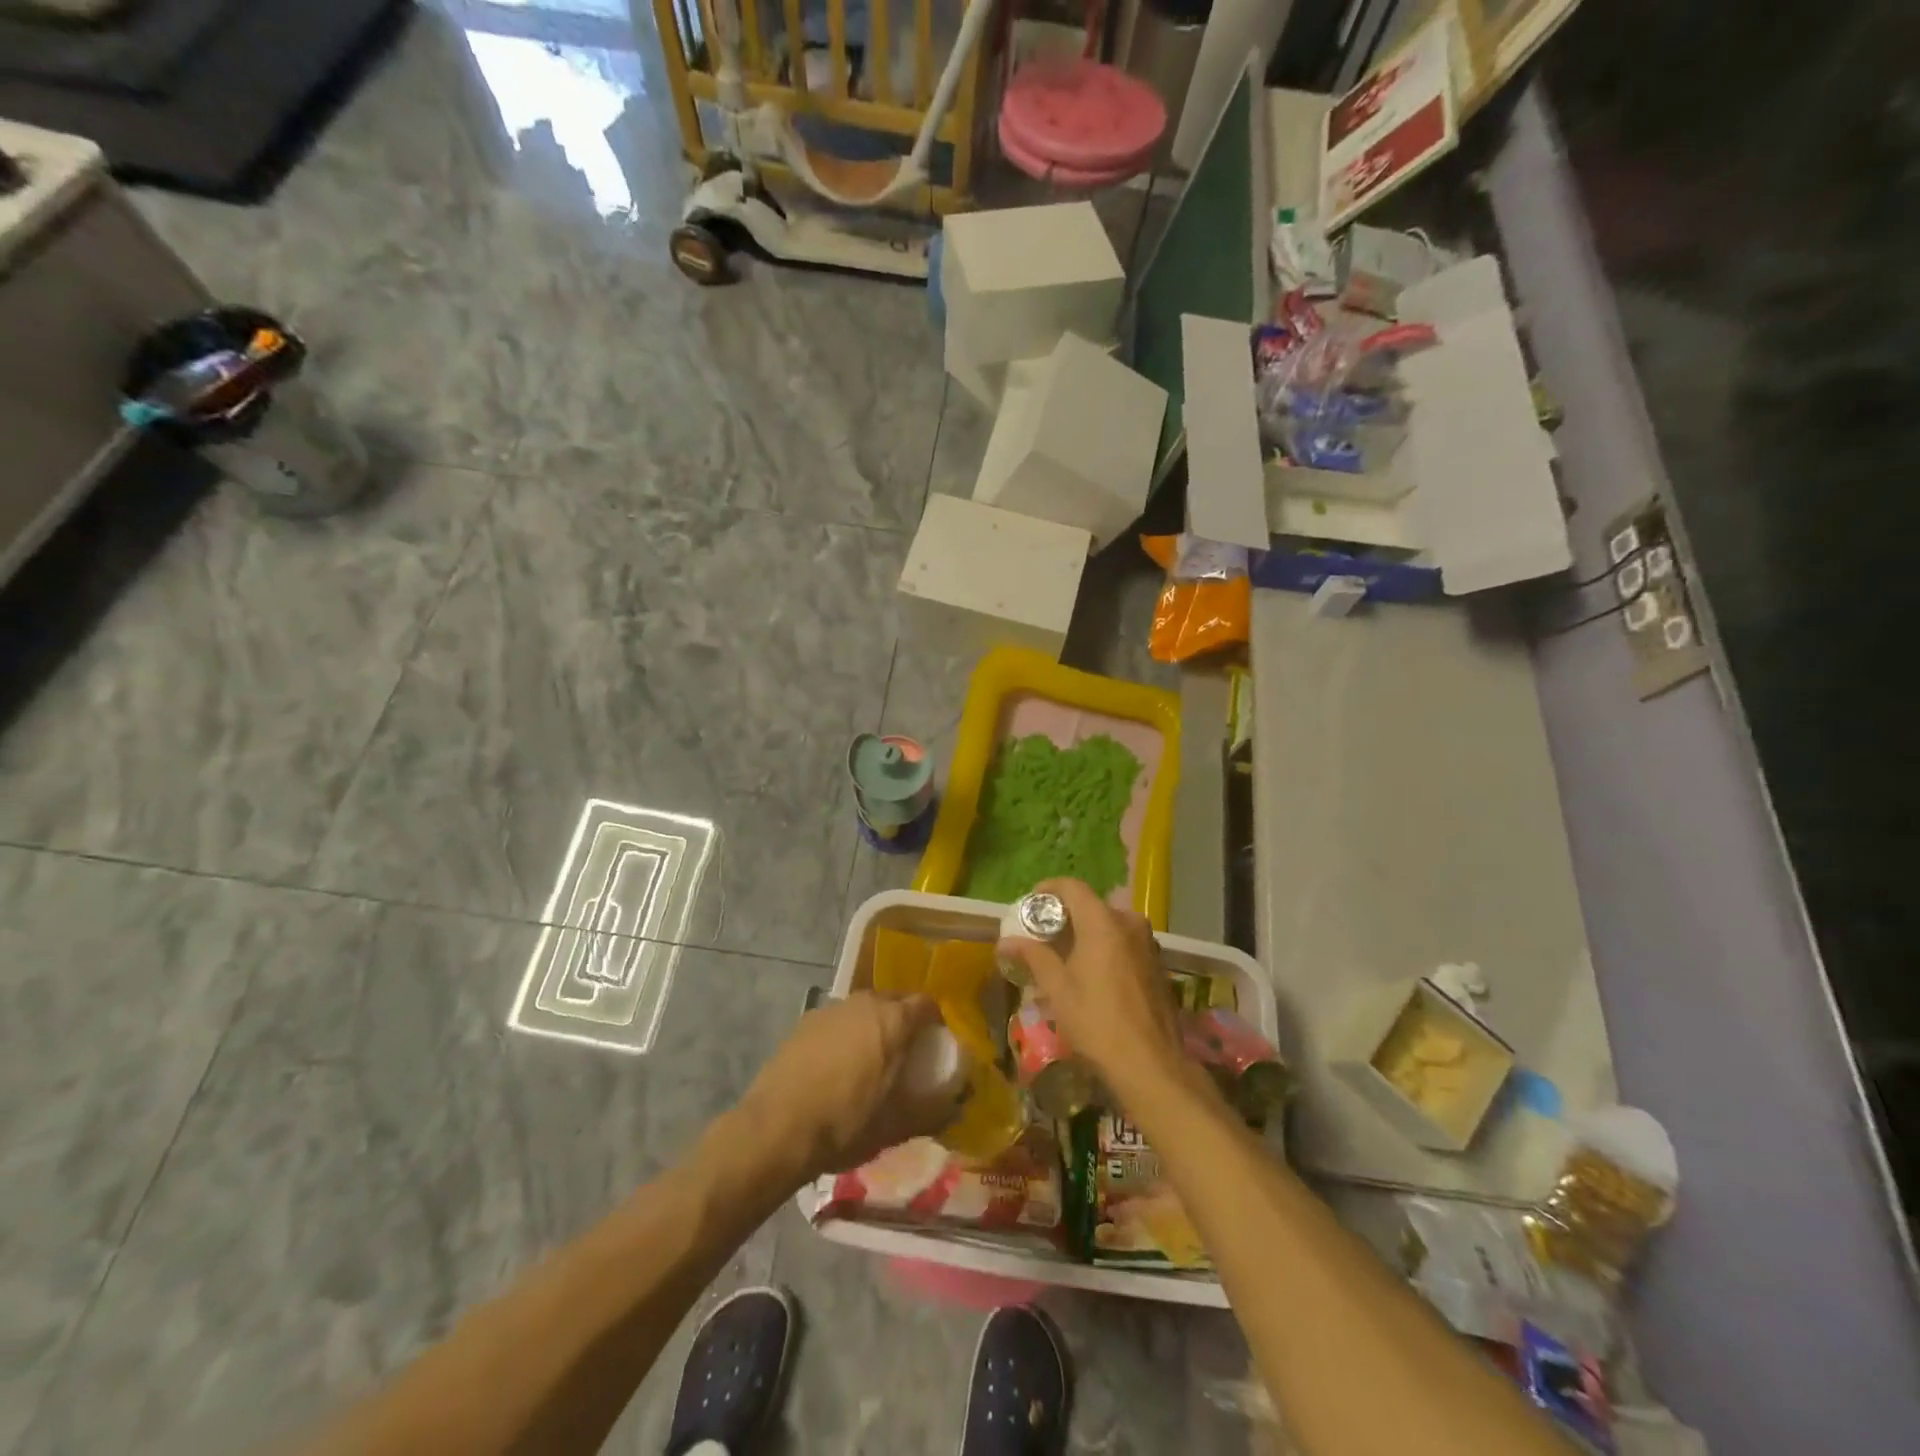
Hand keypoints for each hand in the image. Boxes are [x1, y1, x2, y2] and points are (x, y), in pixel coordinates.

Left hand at [739, 991, 957, 1183]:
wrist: (775, 1129)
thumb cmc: (845, 1124)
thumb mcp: (896, 1127)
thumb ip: (932, 1113)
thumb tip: (955, 1108)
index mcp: (893, 1020)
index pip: (927, 1004)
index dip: (936, 1022)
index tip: (935, 1045)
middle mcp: (864, 1002)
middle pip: (895, 1001)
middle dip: (904, 1021)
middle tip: (905, 1053)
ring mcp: (831, 1009)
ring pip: (863, 1009)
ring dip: (873, 1026)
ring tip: (870, 1060)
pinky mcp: (804, 1022)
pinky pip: (837, 1021)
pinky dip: (844, 1035)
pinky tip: (836, 1066)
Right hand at [996, 879, 1189, 1097]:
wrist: (1151, 1064)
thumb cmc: (1097, 1022)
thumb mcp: (1058, 989)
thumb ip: (1033, 957)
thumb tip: (1005, 941)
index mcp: (1104, 922)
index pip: (1073, 887)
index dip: (1049, 889)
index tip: (1030, 904)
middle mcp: (1130, 923)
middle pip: (1092, 906)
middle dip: (1066, 916)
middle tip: (1043, 937)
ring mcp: (1148, 943)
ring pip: (1110, 925)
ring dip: (1087, 933)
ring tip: (1065, 957)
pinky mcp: (1158, 964)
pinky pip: (1125, 942)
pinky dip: (1106, 947)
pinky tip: (1093, 974)